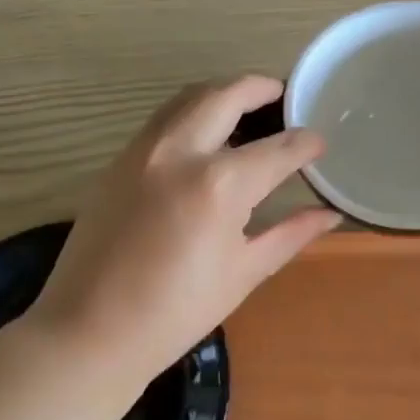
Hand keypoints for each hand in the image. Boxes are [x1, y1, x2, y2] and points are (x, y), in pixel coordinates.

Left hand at [26, 76, 340, 392]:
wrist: (89, 331)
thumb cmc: (176, 312)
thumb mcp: (243, 273)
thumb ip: (290, 233)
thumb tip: (330, 214)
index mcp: (219, 184)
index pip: (278, 149)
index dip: (306, 144)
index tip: (319, 144)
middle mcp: (180, 151)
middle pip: (226, 96)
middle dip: (260, 88)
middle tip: (282, 95)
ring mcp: (142, 150)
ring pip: (188, 98)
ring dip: (221, 93)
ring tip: (245, 108)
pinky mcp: (118, 160)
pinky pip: (162, 119)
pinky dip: (190, 113)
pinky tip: (203, 137)